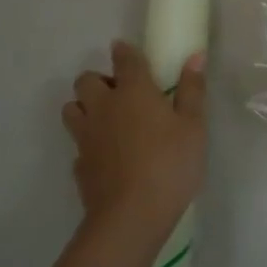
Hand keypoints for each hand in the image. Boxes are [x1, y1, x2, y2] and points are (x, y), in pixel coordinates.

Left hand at [62, 41, 206, 258]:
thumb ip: (192, 90)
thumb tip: (195, 55)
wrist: (131, 216)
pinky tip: (106, 155)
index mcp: (133, 91)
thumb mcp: (194, 126)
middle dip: (99, 80)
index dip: (124, 51)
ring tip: (108, 120)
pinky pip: (77, 143)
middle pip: (86, 80)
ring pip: (72, 108)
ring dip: (85, 107)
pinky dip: (88, 142)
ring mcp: (86, 136)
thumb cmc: (170, 164)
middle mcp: (103, 107)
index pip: (124, 59)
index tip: (126, 51)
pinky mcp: (78, 164)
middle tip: (121, 94)